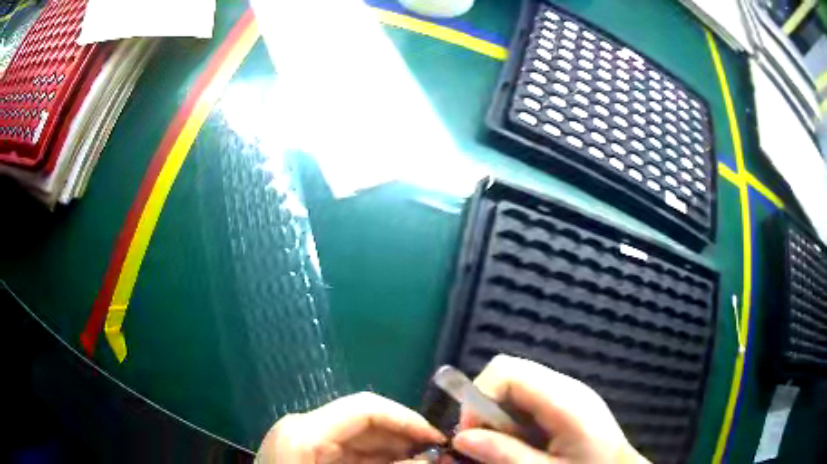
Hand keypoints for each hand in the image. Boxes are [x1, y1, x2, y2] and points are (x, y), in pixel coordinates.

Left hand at [256, 392, 445, 462]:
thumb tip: (432, 458)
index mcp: (305, 432)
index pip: (365, 409)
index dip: (407, 419)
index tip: (438, 439)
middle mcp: (303, 428)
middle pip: (364, 421)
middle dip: (404, 437)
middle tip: (438, 455)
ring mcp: (302, 442)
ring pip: (359, 438)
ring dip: (394, 450)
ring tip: (424, 462)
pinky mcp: (307, 455)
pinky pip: (348, 452)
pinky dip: (376, 461)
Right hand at [453, 355, 648, 463]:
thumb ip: (506, 455)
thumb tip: (462, 438)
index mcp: (565, 400)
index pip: (506, 371)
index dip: (478, 398)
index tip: (470, 435)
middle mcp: (566, 386)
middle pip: (508, 372)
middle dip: (484, 405)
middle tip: (485, 442)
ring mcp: (567, 390)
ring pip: (515, 384)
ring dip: (498, 413)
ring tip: (505, 446)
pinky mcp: (566, 399)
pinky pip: (527, 396)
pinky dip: (512, 416)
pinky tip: (522, 441)